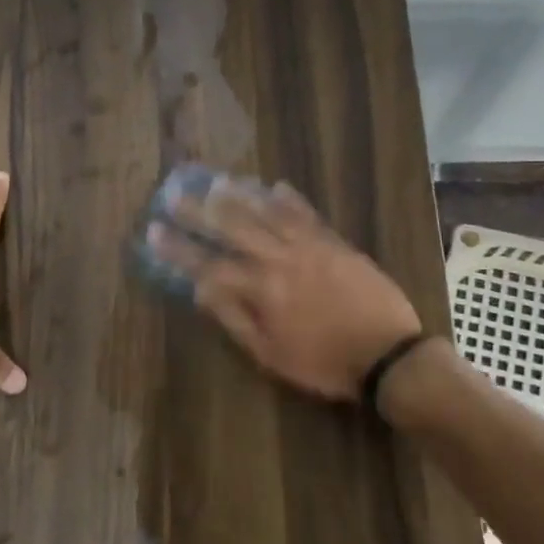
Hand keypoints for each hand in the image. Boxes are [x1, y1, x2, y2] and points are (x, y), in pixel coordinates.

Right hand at [147, 179, 420, 399]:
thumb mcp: (270, 355)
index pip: (208, 264)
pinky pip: (308, 215)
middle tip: (174, 193)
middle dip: (199, 211)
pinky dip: (290, 199)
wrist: (389, 356)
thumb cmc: (323, 363)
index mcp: (261, 290)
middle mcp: (279, 259)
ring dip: (239, 195)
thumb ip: (235, 318)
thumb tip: (203, 290)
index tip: (153, 231)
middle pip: (232, 228)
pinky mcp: (335, 243)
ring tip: (215, 180)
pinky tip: (275, 185)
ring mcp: (310, 247)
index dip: (178, 248)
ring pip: (267, 213)